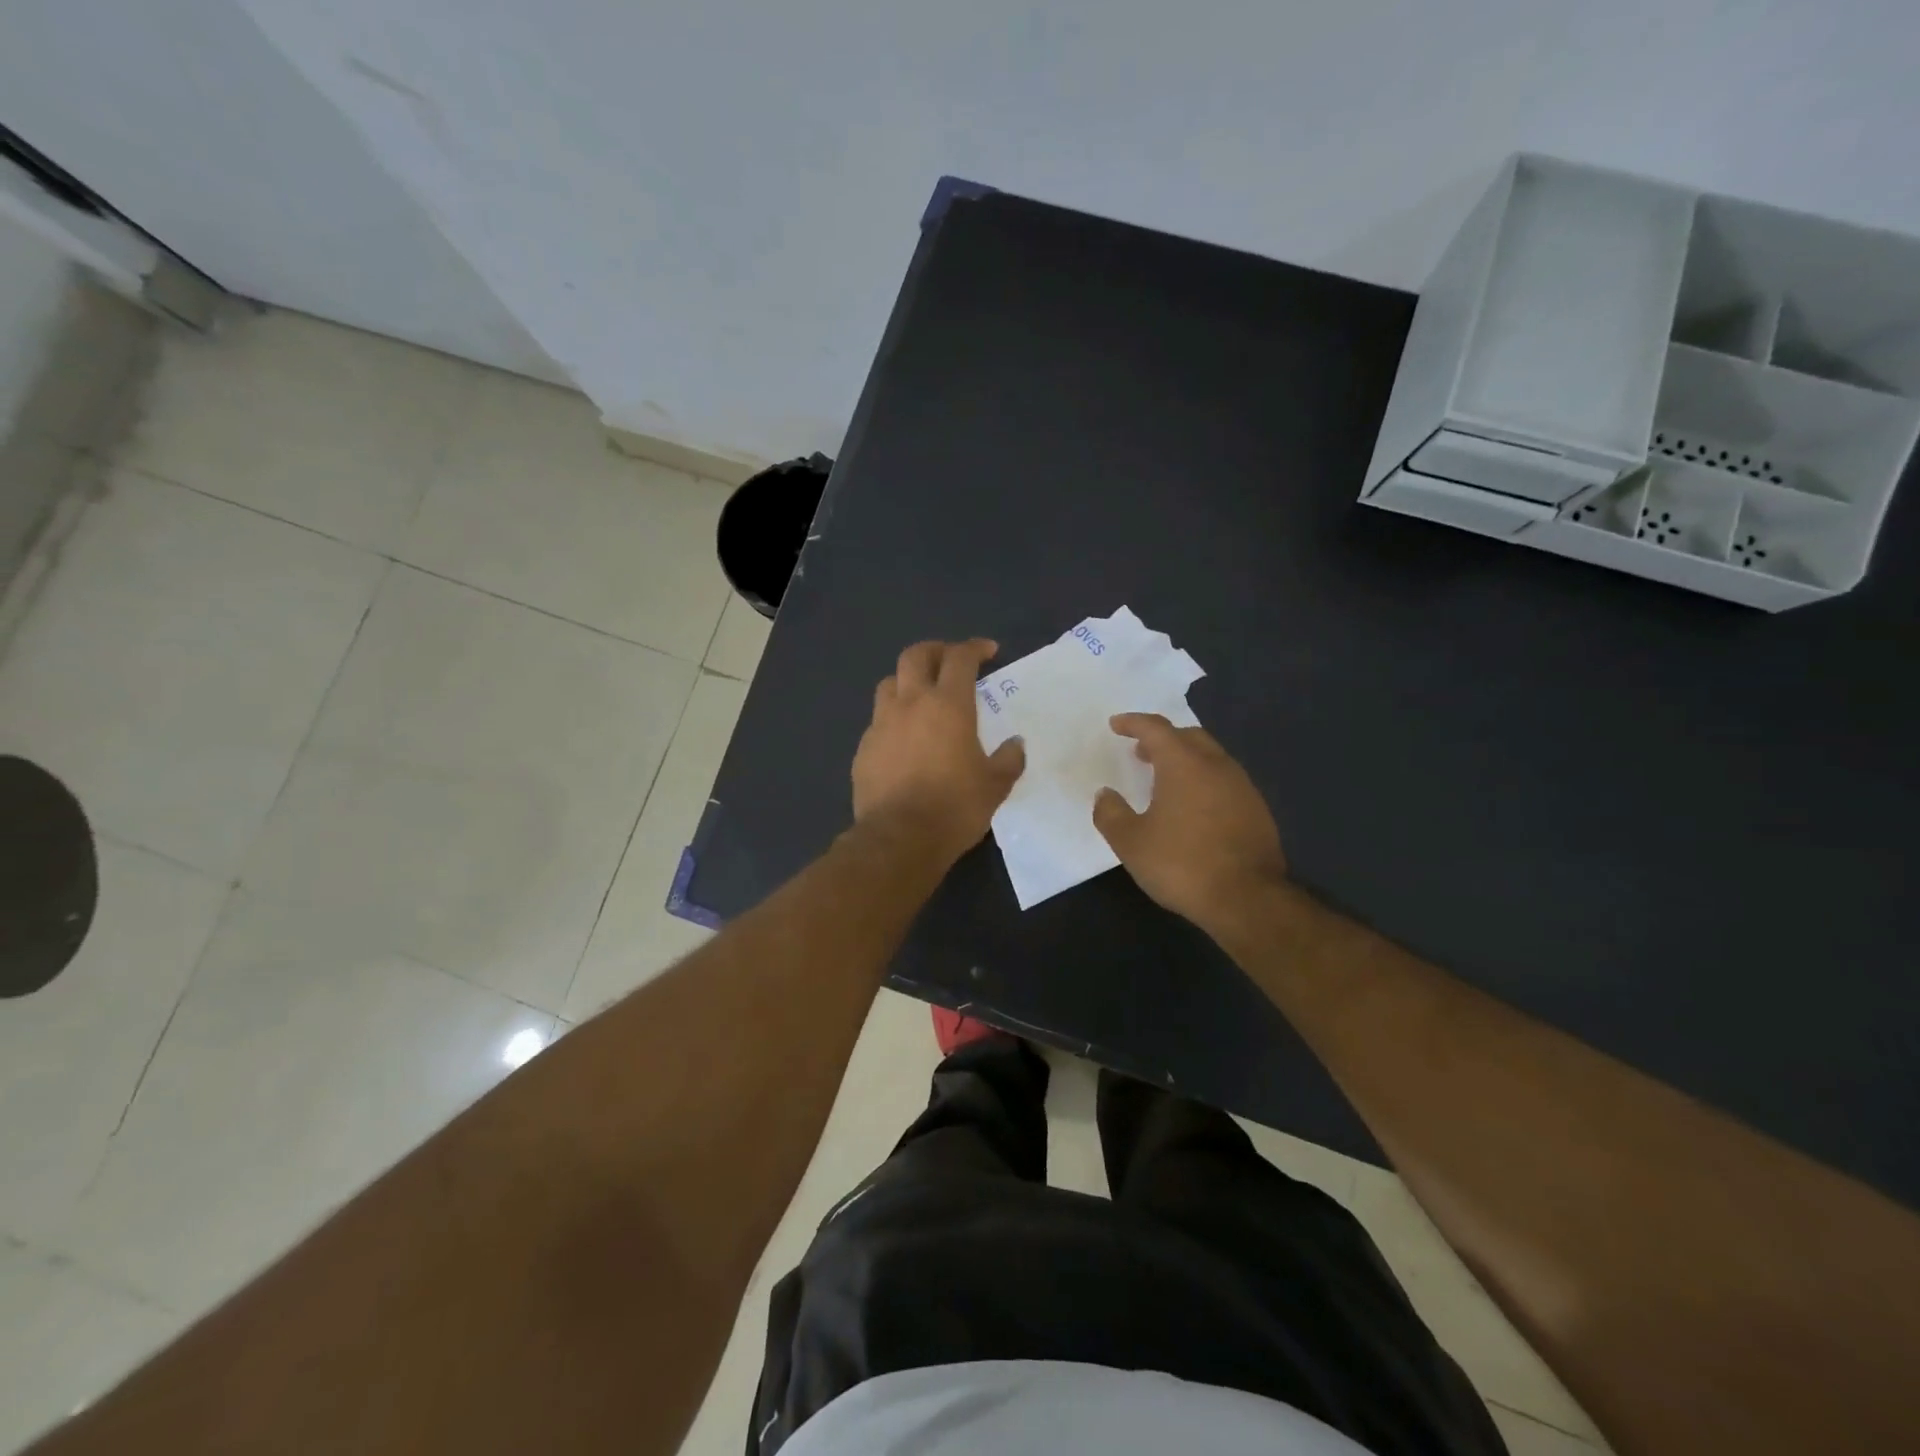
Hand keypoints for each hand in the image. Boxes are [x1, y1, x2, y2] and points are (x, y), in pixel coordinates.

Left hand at [853, 639, 1025, 863]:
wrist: (899, 839)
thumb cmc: (955, 807)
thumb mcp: (995, 786)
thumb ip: (1008, 759)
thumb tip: (1015, 744)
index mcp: (948, 705)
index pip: (960, 658)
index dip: (974, 648)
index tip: (988, 651)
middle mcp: (910, 704)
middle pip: (915, 655)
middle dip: (935, 650)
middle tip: (950, 660)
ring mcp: (881, 724)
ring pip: (889, 683)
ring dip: (907, 680)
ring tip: (921, 695)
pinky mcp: (864, 748)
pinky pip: (878, 720)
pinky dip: (893, 718)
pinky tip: (903, 739)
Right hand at [1092, 713, 1285, 928]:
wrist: (1247, 899)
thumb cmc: (1182, 864)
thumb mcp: (1131, 843)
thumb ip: (1111, 814)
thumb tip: (1105, 795)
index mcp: (1183, 764)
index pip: (1156, 728)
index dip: (1133, 722)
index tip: (1116, 725)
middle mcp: (1216, 765)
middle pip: (1188, 736)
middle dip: (1162, 739)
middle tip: (1141, 752)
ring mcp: (1242, 787)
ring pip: (1211, 757)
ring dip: (1185, 760)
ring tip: (1166, 781)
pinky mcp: (1258, 810)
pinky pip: (1225, 781)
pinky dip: (1204, 781)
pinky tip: (1195, 808)